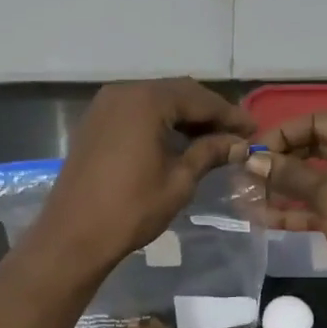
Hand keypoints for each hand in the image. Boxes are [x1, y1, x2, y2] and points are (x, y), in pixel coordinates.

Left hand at [23, 78, 254, 278]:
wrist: (73, 235)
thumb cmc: (130, 209)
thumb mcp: (178, 181)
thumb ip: (209, 153)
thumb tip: (239, 144)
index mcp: (146, 101)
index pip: (198, 99)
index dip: (229, 115)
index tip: (254, 130)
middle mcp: (123, 92)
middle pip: (176, 93)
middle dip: (208, 112)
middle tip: (236, 134)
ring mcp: (104, 106)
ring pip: (155, 101)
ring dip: (184, 116)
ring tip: (212, 139)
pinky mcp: (94, 123)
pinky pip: (136, 113)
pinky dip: (160, 122)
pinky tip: (178, 141)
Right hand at [245, 112, 326, 317]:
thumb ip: (289, 173)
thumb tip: (252, 159)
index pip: (319, 122)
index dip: (283, 133)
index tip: (251, 151)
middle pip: (314, 148)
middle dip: (280, 161)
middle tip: (244, 172)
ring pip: (313, 178)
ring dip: (281, 186)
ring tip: (245, 194)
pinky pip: (317, 203)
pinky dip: (293, 208)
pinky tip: (261, 216)